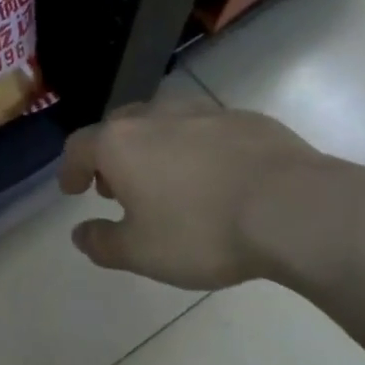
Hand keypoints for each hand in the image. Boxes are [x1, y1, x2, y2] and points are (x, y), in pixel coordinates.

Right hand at [59, 97, 344, 290]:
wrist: (294, 209)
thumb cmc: (202, 231)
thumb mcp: (142, 252)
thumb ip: (103, 243)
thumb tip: (80, 234)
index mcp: (121, 142)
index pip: (79, 147)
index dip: (70, 169)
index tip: (72, 190)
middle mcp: (156, 116)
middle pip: (119, 128)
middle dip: (111, 157)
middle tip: (117, 188)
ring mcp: (204, 112)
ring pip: (164, 123)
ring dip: (154, 149)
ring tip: (166, 182)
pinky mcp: (246, 119)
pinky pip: (206, 130)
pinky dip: (197, 149)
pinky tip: (215, 178)